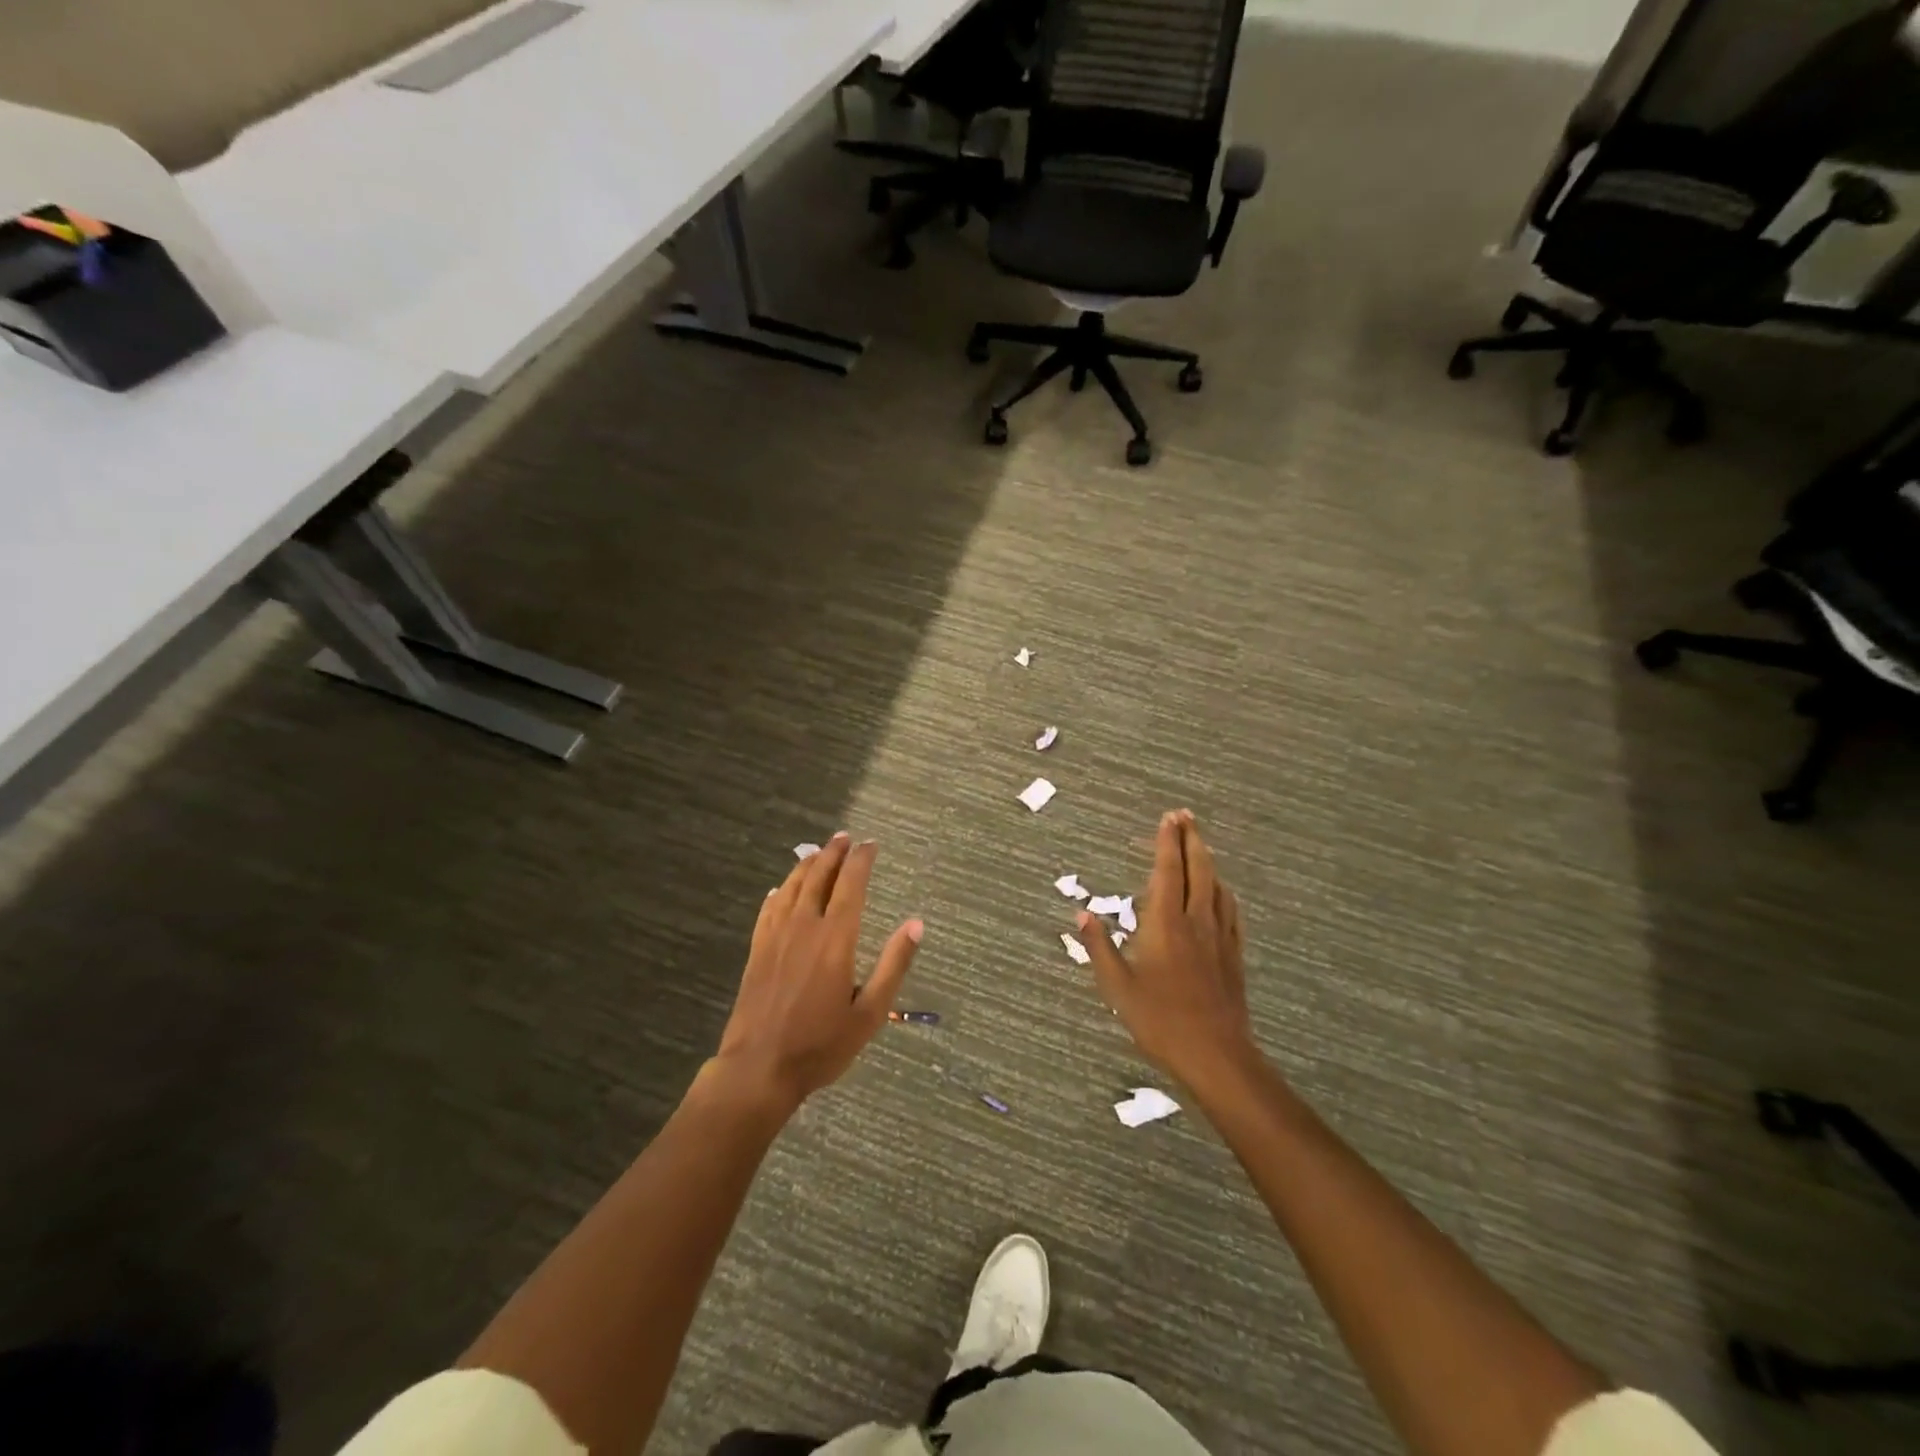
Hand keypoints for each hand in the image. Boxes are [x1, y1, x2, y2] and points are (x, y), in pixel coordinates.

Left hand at [715, 833, 923, 1109]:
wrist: (759, 1068)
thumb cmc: (821, 1045)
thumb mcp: (870, 1013)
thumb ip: (893, 965)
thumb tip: (915, 924)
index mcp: (836, 939)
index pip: (851, 885)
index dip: (861, 860)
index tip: (871, 844)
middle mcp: (804, 927)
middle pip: (819, 877)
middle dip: (834, 853)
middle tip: (845, 837)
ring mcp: (776, 936)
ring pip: (792, 887)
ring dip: (807, 865)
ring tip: (819, 852)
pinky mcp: (757, 950)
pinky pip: (769, 909)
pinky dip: (779, 892)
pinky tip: (781, 889)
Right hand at [1076, 810, 1255, 1088]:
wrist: (1216, 1054)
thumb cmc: (1160, 1020)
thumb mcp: (1118, 986)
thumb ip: (1099, 947)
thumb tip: (1082, 913)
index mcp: (1166, 923)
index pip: (1168, 871)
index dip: (1167, 842)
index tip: (1168, 818)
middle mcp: (1196, 921)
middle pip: (1198, 868)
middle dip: (1191, 839)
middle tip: (1185, 815)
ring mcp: (1219, 937)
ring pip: (1216, 886)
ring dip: (1208, 859)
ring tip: (1199, 844)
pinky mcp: (1234, 954)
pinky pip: (1230, 910)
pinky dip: (1223, 890)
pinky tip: (1221, 891)